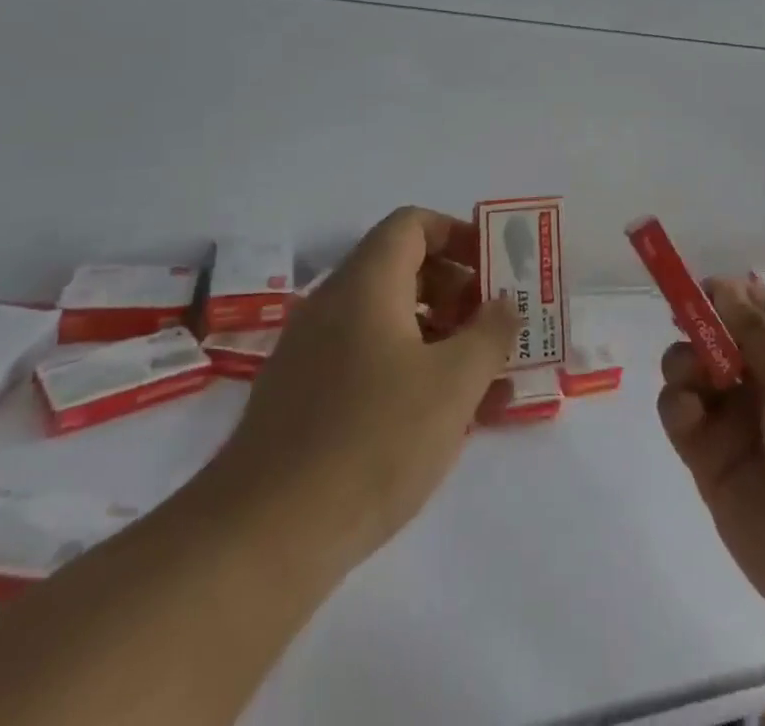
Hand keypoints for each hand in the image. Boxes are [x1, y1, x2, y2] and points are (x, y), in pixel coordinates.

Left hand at [207, 207, 517, 570]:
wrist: (261, 540)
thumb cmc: (373, 440)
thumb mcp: (454, 383)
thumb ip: (490, 333)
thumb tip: (504, 303)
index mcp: (366, 284)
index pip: (413, 224)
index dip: (459, 234)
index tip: (494, 269)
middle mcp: (332, 305)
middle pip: (401, 268)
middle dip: (456, 289)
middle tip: (493, 325)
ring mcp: (310, 352)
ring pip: (385, 318)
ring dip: (436, 333)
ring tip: (477, 377)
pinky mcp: (300, 398)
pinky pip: (364, 358)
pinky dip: (406, 367)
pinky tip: (435, 417)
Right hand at [657, 280, 764, 635]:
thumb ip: (756, 330)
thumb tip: (723, 287)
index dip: (735, 296)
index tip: (702, 288)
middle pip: (724, 339)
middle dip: (701, 328)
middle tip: (688, 328)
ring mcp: (743, 425)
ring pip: (697, 374)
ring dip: (685, 363)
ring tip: (693, 376)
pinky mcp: (714, 463)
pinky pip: (683, 419)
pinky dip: (678, 407)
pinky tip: (689, 413)